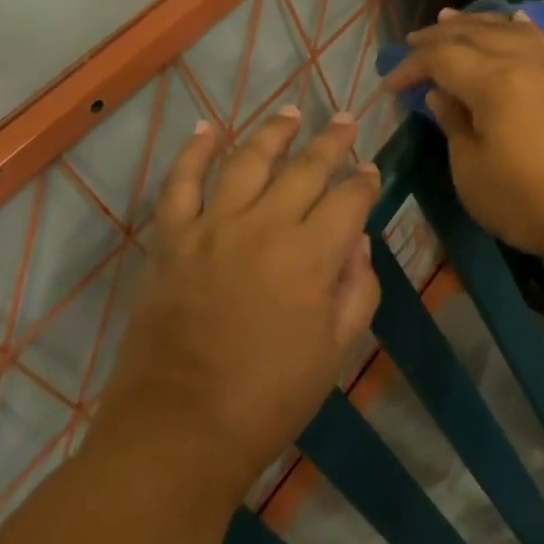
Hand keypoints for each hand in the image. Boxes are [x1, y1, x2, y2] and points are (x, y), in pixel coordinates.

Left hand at [96, 107, 380, 497]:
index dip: (364, 181)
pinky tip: (208, 129)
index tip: (370, 171)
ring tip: (290, 112)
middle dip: (331, 141)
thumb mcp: (335, 352)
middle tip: (344, 121)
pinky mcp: (172, 241)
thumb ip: (357, 290)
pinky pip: (181, 184)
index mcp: (310, 256)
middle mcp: (264, 227)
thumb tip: (359, 242)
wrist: (179, 432)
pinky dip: (193, 153)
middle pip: (305, 168)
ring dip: (272, 132)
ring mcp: (212, 228)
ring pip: (247, 161)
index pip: (348, 200)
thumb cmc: (269, 399)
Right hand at [382, 10, 543, 267]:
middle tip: (412, 41)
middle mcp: (524, 63)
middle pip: (474, 35)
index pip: (442, 58)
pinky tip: (512, 24)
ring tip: (451, 19)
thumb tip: (440, 95)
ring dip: (475, 23)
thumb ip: (453, 124)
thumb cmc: (527, 201)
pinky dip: (516, 28)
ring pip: (507, 31)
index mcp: (495, 82)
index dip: (412, 67)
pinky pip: (537, 40)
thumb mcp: (471, 171)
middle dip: (438, 37)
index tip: (390, 86)